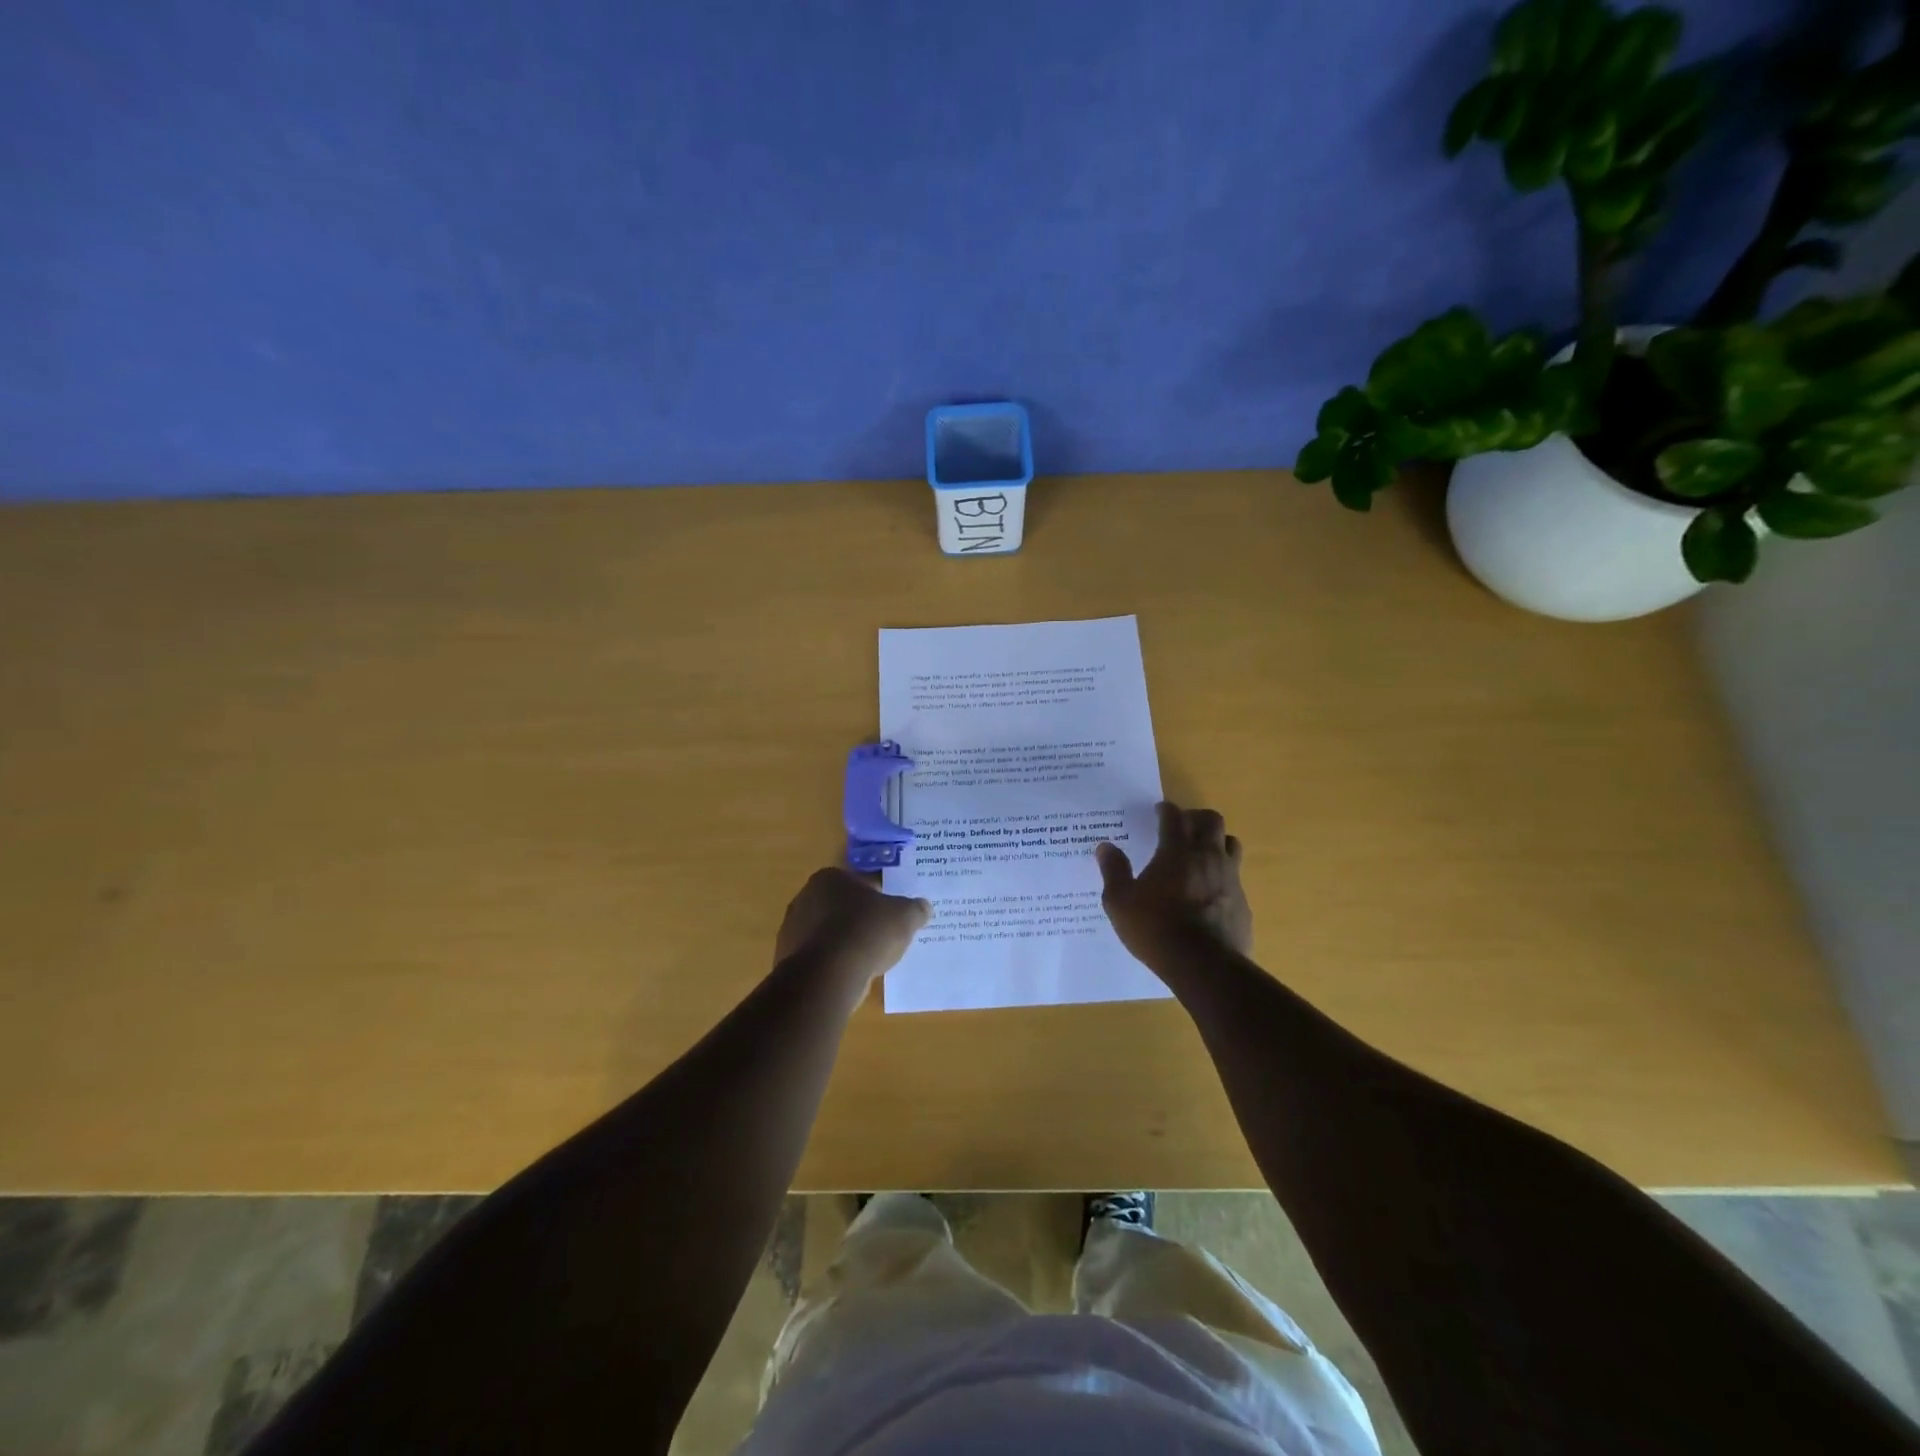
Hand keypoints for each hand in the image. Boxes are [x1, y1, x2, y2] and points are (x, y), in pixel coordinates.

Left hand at [775, 868, 931, 985]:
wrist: (828, 974)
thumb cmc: (867, 931)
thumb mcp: (905, 916)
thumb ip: (915, 909)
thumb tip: (924, 907)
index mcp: (829, 878)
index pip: (858, 883)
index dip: (878, 898)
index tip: (890, 915)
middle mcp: (804, 898)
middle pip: (839, 907)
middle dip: (858, 920)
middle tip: (881, 937)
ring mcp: (791, 930)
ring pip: (827, 934)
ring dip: (844, 944)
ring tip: (867, 961)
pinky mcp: (787, 960)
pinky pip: (818, 958)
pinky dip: (832, 965)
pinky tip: (849, 976)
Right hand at [1096, 801, 1252, 963]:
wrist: (1204, 966)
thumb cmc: (1155, 929)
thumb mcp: (1120, 902)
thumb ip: (1113, 870)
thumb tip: (1105, 847)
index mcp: (1177, 851)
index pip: (1174, 816)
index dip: (1165, 810)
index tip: (1158, 812)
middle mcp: (1208, 856)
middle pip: (1211, 820)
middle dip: (1196, 818)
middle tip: (1181, 828)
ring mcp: (1230, 878)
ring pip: (1231, 844)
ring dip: (1216, 842)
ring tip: (1201, 854)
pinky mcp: (1243, 902)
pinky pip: (1236, 877)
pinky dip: (1223, 875)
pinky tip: (1210, 892)